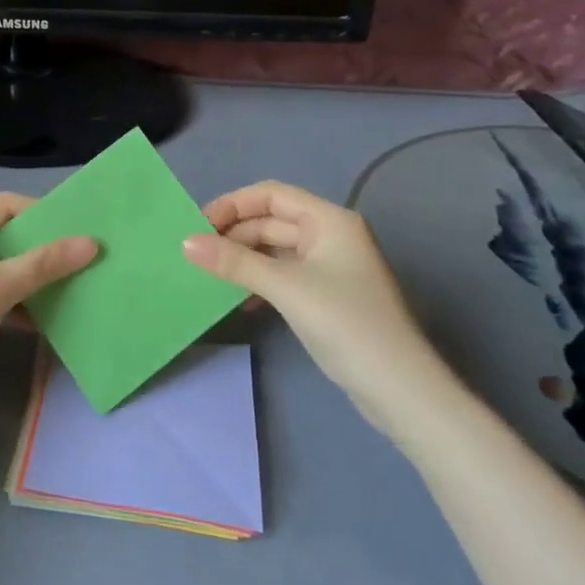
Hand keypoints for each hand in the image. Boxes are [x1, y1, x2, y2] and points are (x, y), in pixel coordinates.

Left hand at [0, 193, 95, 426]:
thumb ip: (46, 263)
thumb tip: (92, 243)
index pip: (5, 205)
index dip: (44, 216)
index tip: (81, 231)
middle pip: (1, 233)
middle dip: (39, 249)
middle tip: (81, 257)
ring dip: (29, 277)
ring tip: (70, 285)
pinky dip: (12, 298)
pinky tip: (42, 317)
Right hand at [182, 180, 458, 437]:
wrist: (399, 389)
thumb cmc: (345, 323)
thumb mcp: (285, 288)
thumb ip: (234, 262)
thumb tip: (186, 243)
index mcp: (329, 220)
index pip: (271, 195)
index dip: (233, 205)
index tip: (199, 225)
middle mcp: (331, 235)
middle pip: (272, 221)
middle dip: (235, 234)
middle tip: (197, 254)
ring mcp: (331, 267)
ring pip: (276, 250)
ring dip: (244, 259)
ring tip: (211, 276)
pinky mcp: (327, 295)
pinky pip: (284, 275)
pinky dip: (260, 281)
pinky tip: (240, 300)